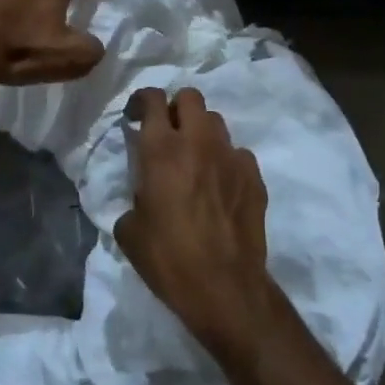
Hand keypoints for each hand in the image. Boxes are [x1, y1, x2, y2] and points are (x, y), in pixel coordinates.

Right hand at [114, 87, 282, 366]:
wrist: (224, 288)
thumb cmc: (168, 258)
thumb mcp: (129, 230)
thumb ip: (133, 199)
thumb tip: (142, 197)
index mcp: (161, 149)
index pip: (152, 98)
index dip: (141, 100)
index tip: (135, 116)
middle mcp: (198, 142)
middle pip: (190, 97)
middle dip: (176, 107)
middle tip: (167, 132)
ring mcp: (231, 156)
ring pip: (215, 122)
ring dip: (201, 132)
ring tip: (194, 159)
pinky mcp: (254, 176)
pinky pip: (237, 153)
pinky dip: (225, 160)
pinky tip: (220, 185)